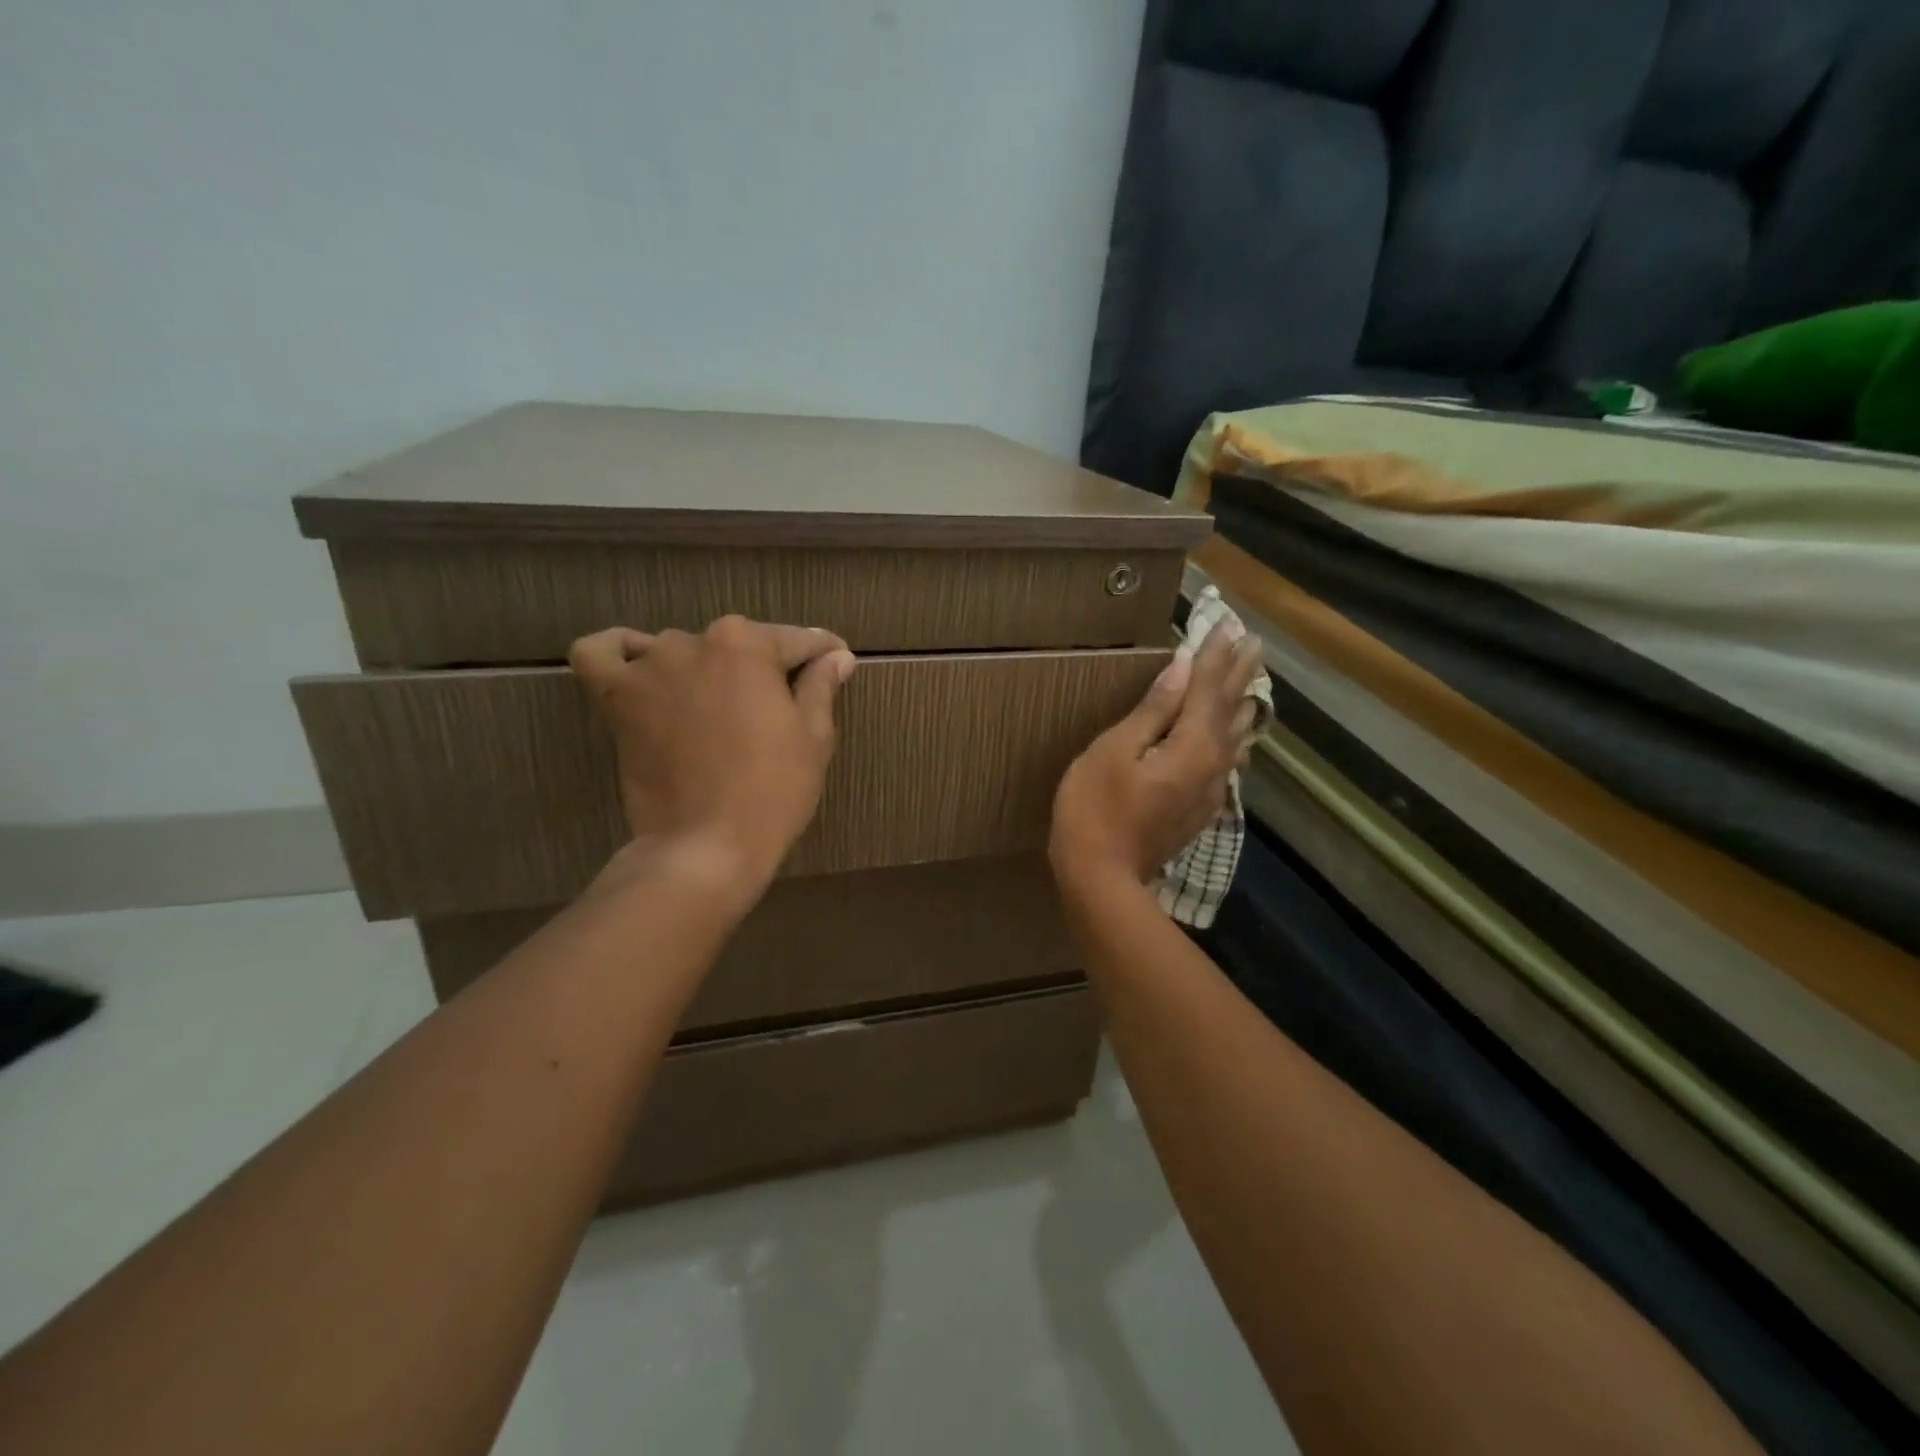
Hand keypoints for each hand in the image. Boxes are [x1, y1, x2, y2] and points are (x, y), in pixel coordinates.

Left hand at [568, 617, 855, 907]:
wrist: (706, 846)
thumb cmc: (773, 791)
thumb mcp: (814, 737)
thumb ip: (821, 685)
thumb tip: (837, 656)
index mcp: (747, 644)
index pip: (796, 641)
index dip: (823, 654)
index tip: (837, 662)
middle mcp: (694, 641)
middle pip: (739, 644)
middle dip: (765, 667)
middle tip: (782, 707)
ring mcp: (649, 668)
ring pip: (682, 651)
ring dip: (704, 669)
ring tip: (721, 707)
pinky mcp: (616, 699)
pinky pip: (602, 655)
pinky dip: (619, 652)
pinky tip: (640, 666)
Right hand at [1050, 621, 1263, 891]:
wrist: (1102, 878)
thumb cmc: (1095, 807)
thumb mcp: (1115, 751)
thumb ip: (1153, 710)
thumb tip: (1182, 668)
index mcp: (1191, 746)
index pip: (1208, 690)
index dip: (1215, 657)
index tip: (1229, 625)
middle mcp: (1212, 765)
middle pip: (1229, 711)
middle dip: (1239, 675)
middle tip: (1254, 643)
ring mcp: (1209, 791)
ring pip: (1235, 739)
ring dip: (1243, 706)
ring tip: (1254, 683)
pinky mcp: (1200, 809)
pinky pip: (1228, 764)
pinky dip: (1236, 741)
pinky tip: (1240, 742)